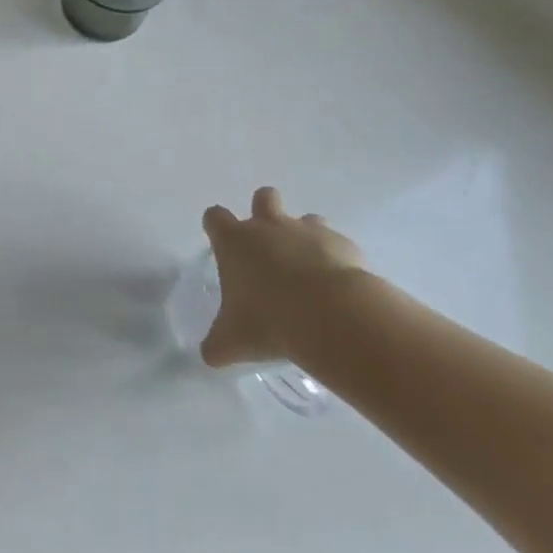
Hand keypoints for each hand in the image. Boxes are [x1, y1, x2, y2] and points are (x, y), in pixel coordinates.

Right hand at [201, 187, 366, 367]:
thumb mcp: (233, 340)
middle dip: (265, 212)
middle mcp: (269, 226)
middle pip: (264, 197)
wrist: (331, 316)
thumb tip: (209, 355)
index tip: (222, 245)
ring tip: (309, 270)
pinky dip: (337, 259)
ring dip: (305, 236)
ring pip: (306, 217)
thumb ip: (218, 343)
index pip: (215, 216)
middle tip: (270, 247)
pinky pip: (337, 244)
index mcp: (235, 241)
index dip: (216, 227)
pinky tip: (339, 287)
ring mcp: (308, 231)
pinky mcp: (342, 244)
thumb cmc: (270, 321)